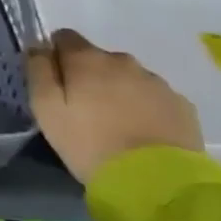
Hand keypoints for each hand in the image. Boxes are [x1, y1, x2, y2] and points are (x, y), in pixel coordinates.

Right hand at [27, 29, 203, 185]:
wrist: (157, 183)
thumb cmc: (91, 143)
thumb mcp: (46, 109)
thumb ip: (38, 70)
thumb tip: (38, 47)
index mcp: (87, 59)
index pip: (64, 37)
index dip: (56, 56)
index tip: (56, 83)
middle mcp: (123, 61)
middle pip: (98, 58)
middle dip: (89, 76)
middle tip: (85, 111)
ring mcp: (157, 82)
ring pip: (128, 77)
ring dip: (118, 91)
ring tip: (116, 125)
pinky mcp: (182, 105)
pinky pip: (154, 97)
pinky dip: (145, 108)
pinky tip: (142, 134)